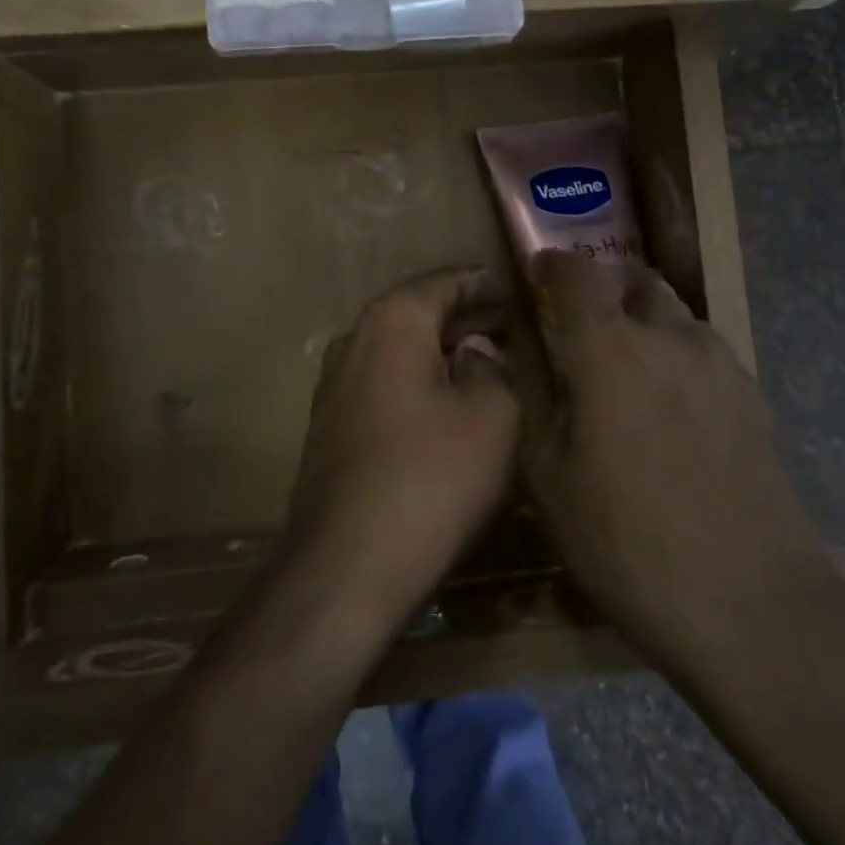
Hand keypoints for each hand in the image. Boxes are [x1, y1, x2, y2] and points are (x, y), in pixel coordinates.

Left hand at [286, 267, 519, 630]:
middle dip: (463, 315)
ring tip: (483, 358)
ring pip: (397, 348)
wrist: (347, 563)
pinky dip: (416, 377)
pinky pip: (382, 381)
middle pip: (416, 312)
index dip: (483, 283)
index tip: (514, 289)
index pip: (443, 281)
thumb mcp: (491, 416)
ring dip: (439, 348)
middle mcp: (355, 339)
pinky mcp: (330, 424)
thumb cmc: (431, 476)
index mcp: (392, 321)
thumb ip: (491, 368)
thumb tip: (475, 351)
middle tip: (507, 323)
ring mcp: (334, 383)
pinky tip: (446, 400)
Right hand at [524, 250, 833, 669]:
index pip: (577, 274)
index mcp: (609, 349)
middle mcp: (668, 338)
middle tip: (583, 331)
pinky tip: (673, 411)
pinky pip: (705, 354)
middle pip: (635, 283)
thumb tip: (528, 361)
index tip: (538, 273)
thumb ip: (536, 404)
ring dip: (647, 324)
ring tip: (629, 371)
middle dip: (605, 293)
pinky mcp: (754, 399)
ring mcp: (720, 366)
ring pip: (676, 317)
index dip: (552, 264)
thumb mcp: (550, 480)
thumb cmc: (628, 542)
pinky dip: (679, 359)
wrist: (750, 604)